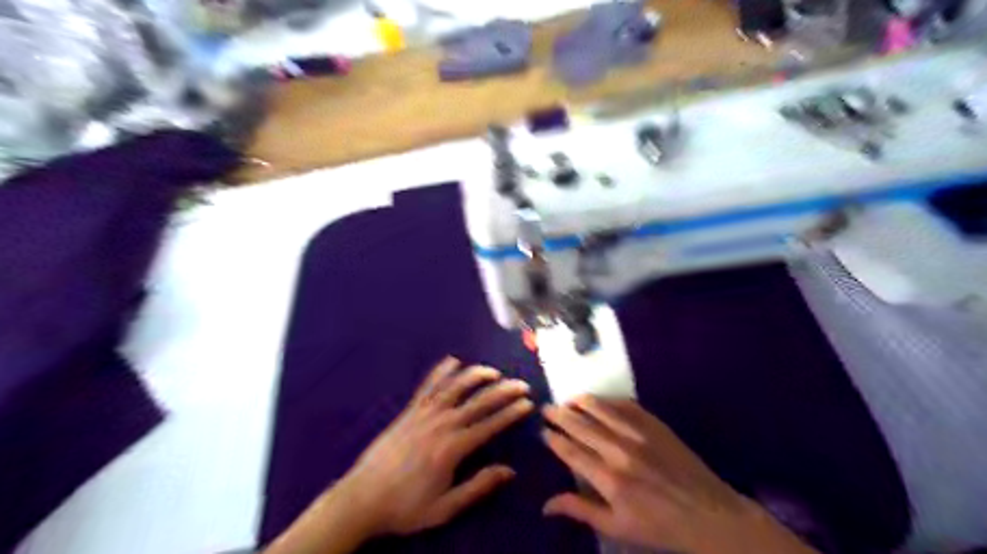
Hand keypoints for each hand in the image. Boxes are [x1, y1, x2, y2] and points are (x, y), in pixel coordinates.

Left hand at [336, 360, 536, 536]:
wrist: (362, 498)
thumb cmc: (406, 506)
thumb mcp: (445, 508)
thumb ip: (478, 486)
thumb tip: (509, 470)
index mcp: (453, 448)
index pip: (490, 425)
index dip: (511, 413)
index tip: (527, 403)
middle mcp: (441, 424)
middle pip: (478, 402)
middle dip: (502, 391)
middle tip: (521, 384)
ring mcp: (423, 414)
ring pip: (455, 387)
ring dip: (476, 376)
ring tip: (493, 370)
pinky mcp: (409, 410)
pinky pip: (428, 386)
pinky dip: (441, 371)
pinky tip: (453, 360)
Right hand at [538, 395, 818, 553]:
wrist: (710, 515)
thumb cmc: (660, 526)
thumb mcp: (617, 527)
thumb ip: (580, 510)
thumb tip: (545, 505)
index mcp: (609, 479)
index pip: (572, 452)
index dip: (554, 440)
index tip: (542, 431)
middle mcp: (620, 450)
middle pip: (582, 426)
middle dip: (560, 416)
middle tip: (546, 408)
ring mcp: (640, 434)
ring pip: (602, 410)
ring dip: (581, 403)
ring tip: (567, 399)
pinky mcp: (656, 425)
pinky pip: (627, 406)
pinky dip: (609, 401)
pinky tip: (600, 400)